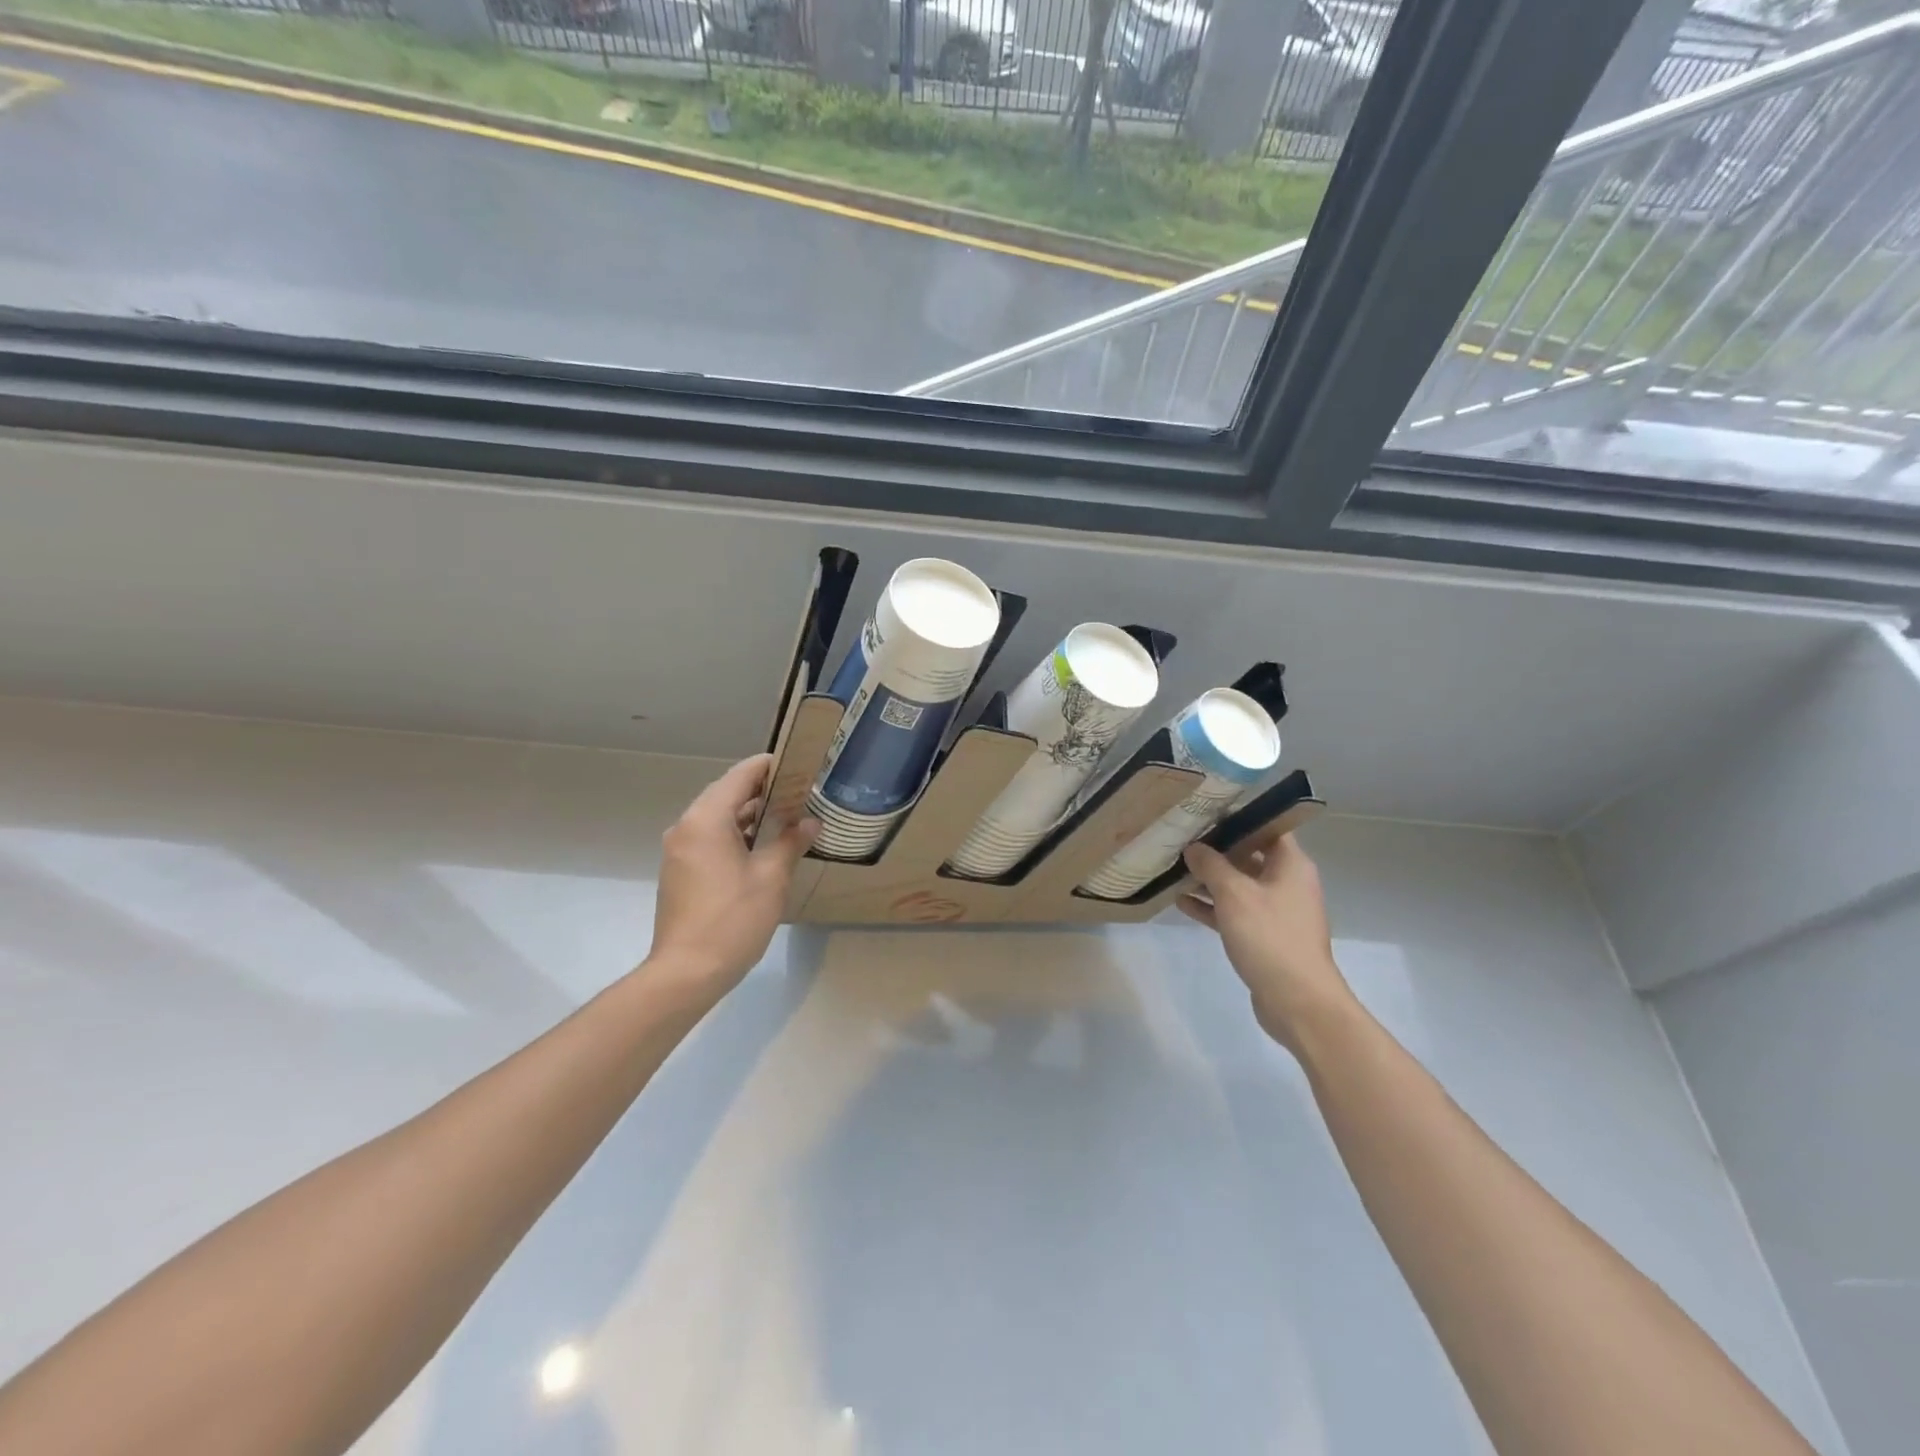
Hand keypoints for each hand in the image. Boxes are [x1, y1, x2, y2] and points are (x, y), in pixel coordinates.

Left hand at [647, 755, 816, 1001]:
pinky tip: (763, 847)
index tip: (799, 765)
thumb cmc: (733, 919)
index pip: (740, 776)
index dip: (769, 766)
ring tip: (787, 816)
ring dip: (750, 814)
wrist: (687, 972)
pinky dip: (735, 834)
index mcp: (706, 819)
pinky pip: (710, 838)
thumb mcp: (772, 877)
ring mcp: (679, 850)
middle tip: (800, 791)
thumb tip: (810, 823)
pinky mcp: (680, 871)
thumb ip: (791, 842)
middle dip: (763, 790)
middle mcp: (687, 827)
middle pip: (727, 793)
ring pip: (718, 817)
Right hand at [1178, 834, 1353, 1052]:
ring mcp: (1276, 911)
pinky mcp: (1264, 936)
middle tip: (1182, 837)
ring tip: (1174, 868)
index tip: (1206, 810)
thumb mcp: (1235, 894)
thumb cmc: (1270, 937)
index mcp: (1290, 865)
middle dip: (1216, 849)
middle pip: (1249, 855)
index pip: (1267, 827)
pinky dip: (1212, 907)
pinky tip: (1181, 902)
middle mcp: (1286, 883)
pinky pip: (1234, 912)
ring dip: (1209, 879)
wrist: (1298, 1001)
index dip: (1238, 817)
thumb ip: (1211, 865)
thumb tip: (1194, 847)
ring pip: (1238, 886)